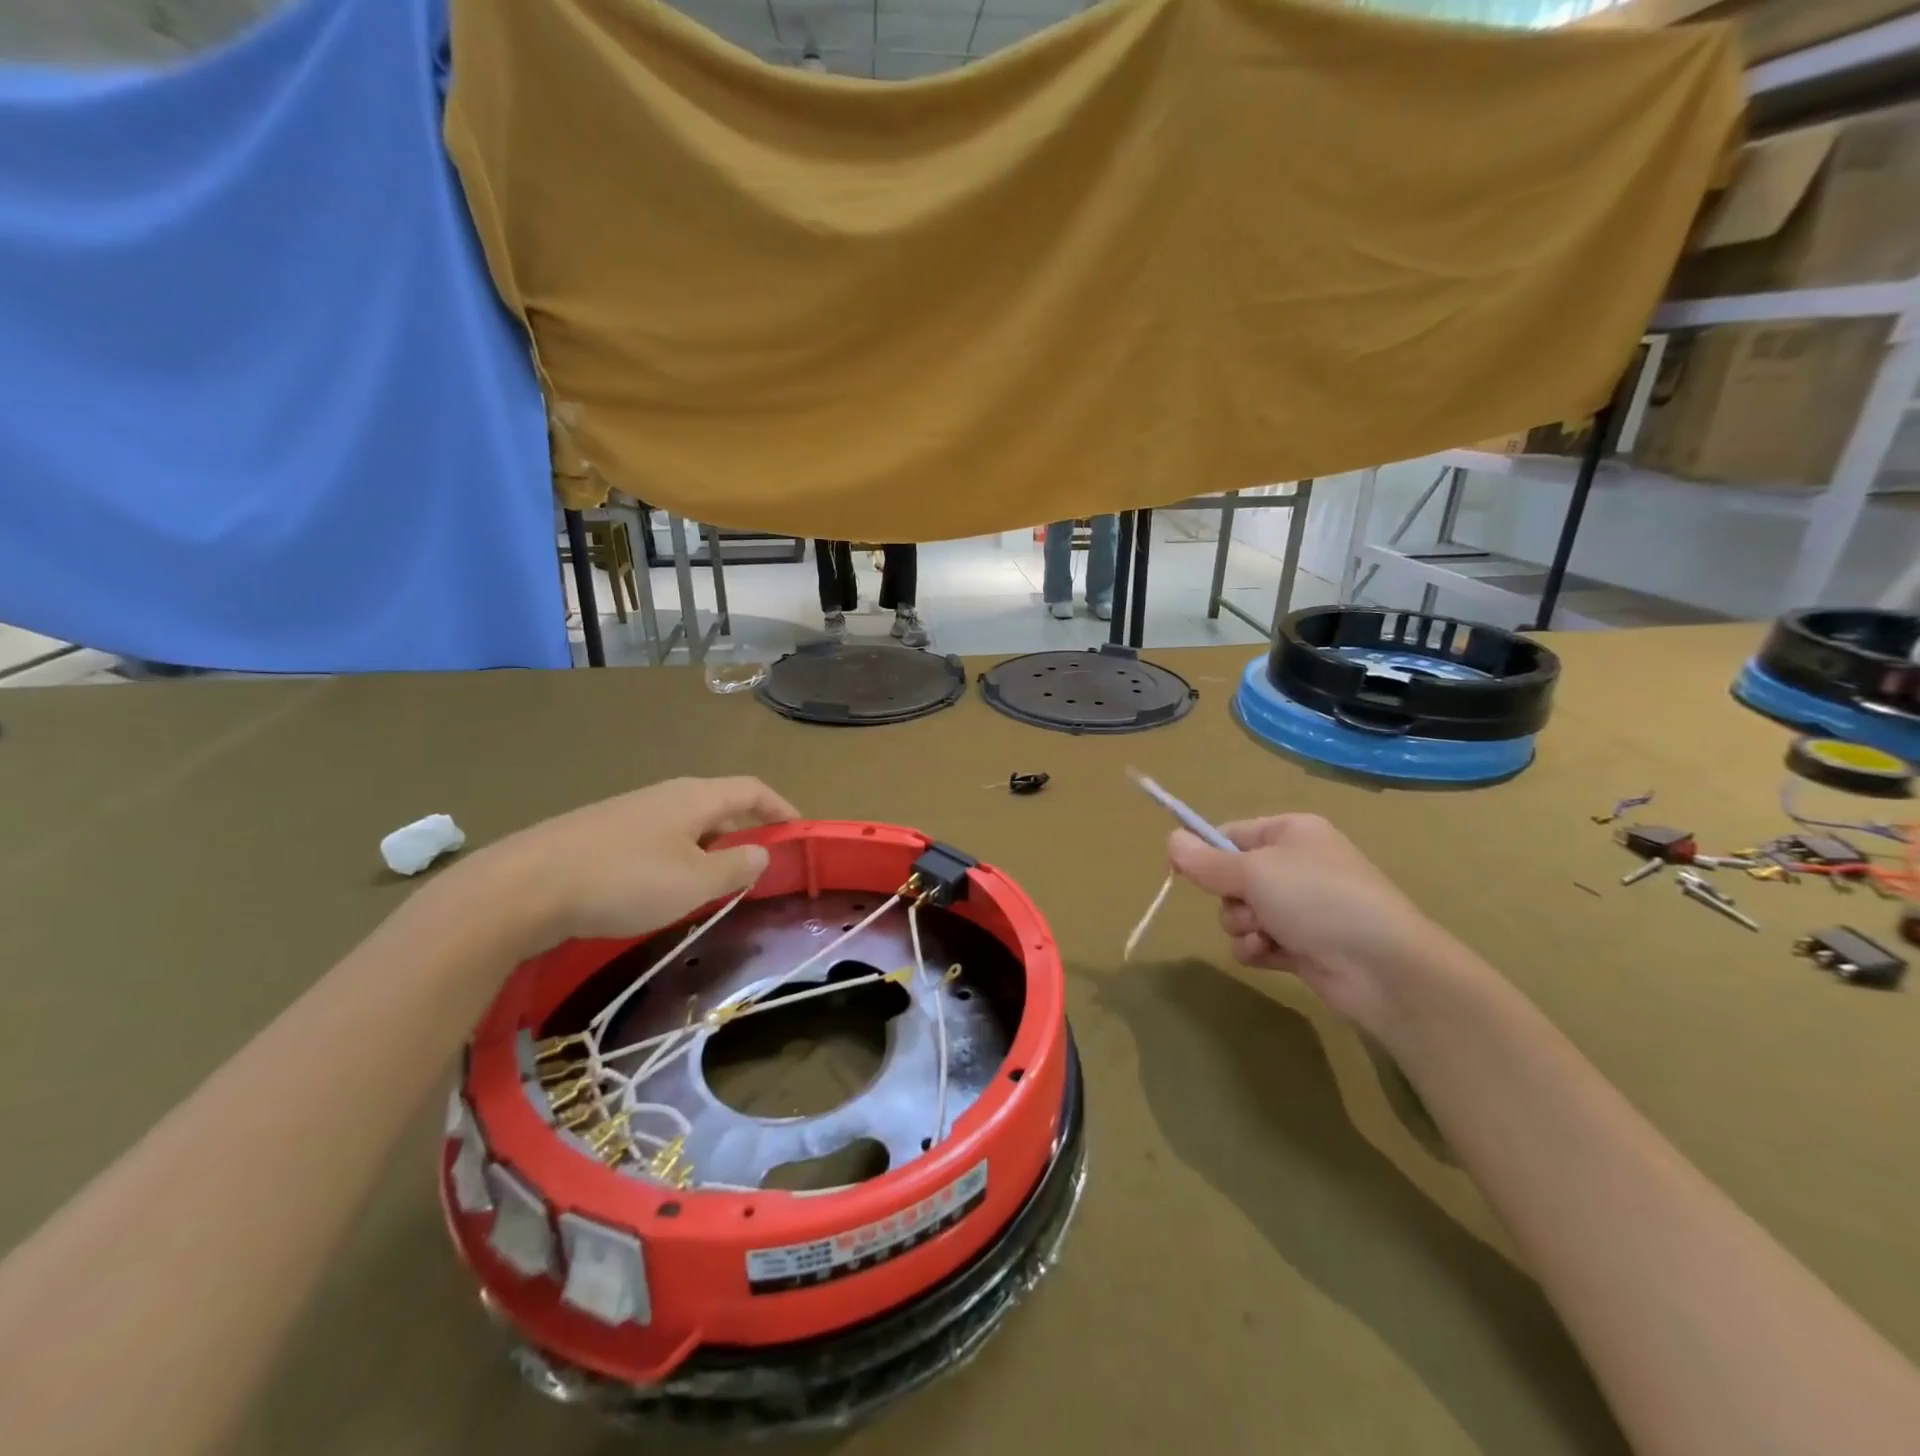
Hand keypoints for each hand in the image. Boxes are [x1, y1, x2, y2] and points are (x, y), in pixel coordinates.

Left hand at [460, 777, 798, 950]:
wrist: (522, 887)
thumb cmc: (624, 881)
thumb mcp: (694, 883)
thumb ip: (735, 868)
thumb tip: (761, 852)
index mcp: (695, 797)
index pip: (751, 790)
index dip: (780, 807)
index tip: (798, 831)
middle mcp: (664, 794)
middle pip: (718, 804)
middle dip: (745, 830)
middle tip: (759, 865)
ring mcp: (628, 811)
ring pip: (685, 823)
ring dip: (709, 847)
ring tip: (714, 882)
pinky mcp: (599, 833)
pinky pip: (656, 837)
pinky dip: (677, 855)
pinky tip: (662, 887)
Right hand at [1167, 814, 1446, 1032]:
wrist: (1385, 968)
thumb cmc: (1318, 900)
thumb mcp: (1255, 871)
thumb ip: (1207, 860)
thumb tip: (1170, 838)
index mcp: (1291, 833)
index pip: (1231, 833)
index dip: (1205, 851)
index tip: (1181, 870)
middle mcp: (1296, 865)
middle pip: (1232, 876)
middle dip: (1230, 897)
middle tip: (1248, 906)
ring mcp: (1302, 908)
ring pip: (1241, 912)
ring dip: (1242, 927)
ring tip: (1265, 935)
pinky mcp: (1303, 945)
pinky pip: (1258, 942)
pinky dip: (1258, 949)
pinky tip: (1271, 955)